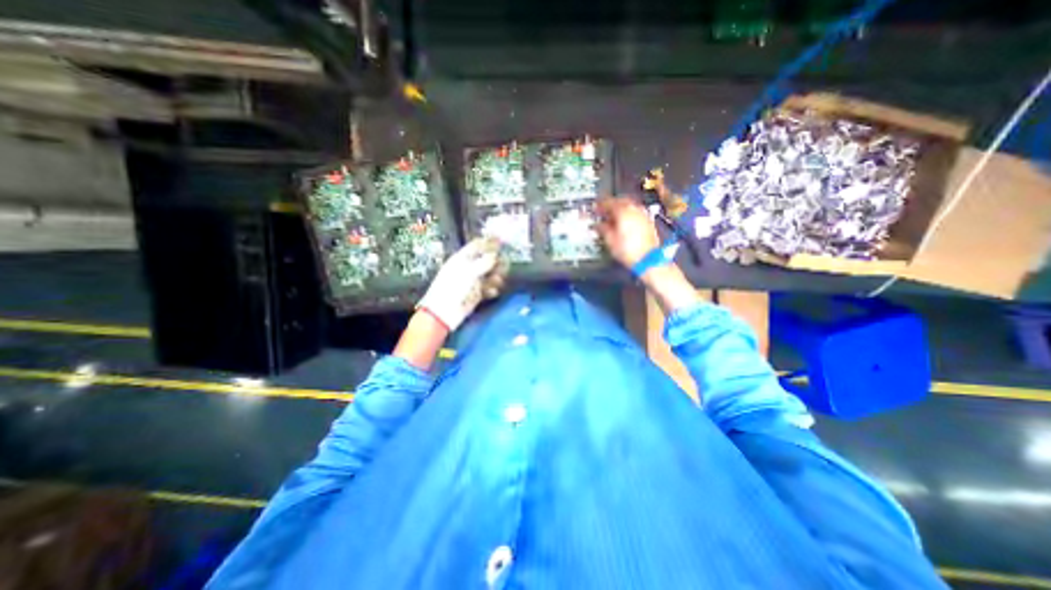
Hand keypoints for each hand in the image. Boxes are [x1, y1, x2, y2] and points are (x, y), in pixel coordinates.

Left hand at [417, 237, 505, 330]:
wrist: (444, 313)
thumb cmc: (453, 288)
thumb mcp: (468, 272)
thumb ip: (484, 262)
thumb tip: (495, 254)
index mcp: (462, 258)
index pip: (477, 246)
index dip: (489, 242)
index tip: (503, 241)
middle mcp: (468, 268)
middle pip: (487, 260)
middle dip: (496, 262)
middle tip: (505, 265)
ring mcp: (472, 281)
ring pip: (490, 274)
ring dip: (496, 276)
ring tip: (497, 281)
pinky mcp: (476, 294)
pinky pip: (488, 288)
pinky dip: (492, 289)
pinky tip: (492, 292)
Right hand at [600, 196, 653, 266]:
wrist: (648, 258)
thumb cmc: (627, 250)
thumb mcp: (610, 240)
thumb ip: (603, 229)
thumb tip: (598, 225)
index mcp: (623, 211)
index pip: (609, 203)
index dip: (600, 205)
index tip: (595, 208)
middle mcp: (634, 209)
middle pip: (620, 201)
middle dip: (611, 205)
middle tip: (603, 211)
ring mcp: (643, 214)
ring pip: (629, 206)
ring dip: (620, 209)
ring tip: (613, 217)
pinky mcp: (648, 222)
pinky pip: (635, 213)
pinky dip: (628, 215)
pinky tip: (624, 222)